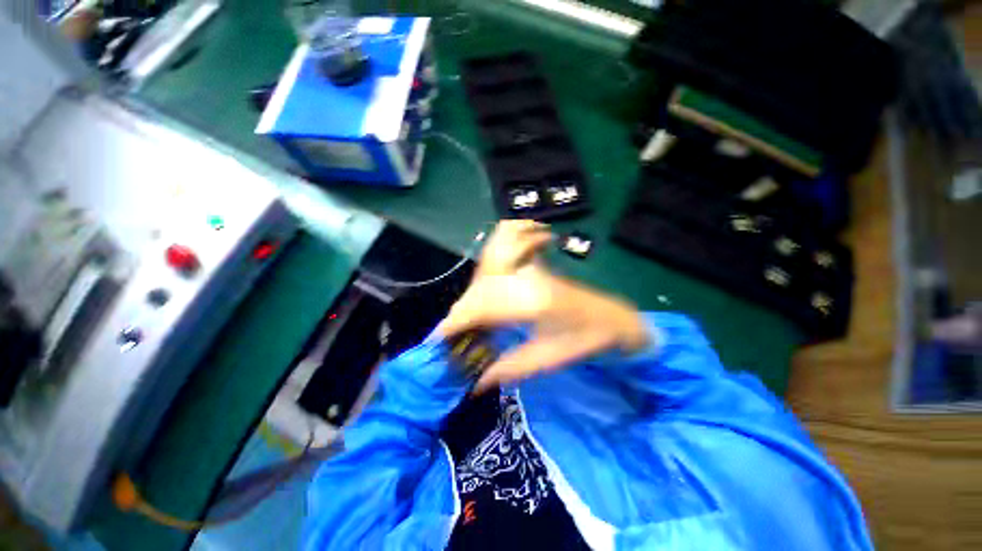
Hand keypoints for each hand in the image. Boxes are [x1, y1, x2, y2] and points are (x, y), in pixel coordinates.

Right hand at [440, 222, 648, 392]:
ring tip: (467, 320)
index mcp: (534, 302)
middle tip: (451, 336)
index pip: (481, 305)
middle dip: (459, 312)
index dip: (455, 321)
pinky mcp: (531, 265)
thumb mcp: (548, 359)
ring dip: (470, 296)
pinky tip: (484, 293)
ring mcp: (530, 267)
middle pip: (478, 288)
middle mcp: (527, 278)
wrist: (612, 315)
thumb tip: (474, 383)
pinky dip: (483, 277)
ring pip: (484, 274)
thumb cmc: (586, 341)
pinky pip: (497, 262)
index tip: (438, 340)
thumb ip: (508, 369)